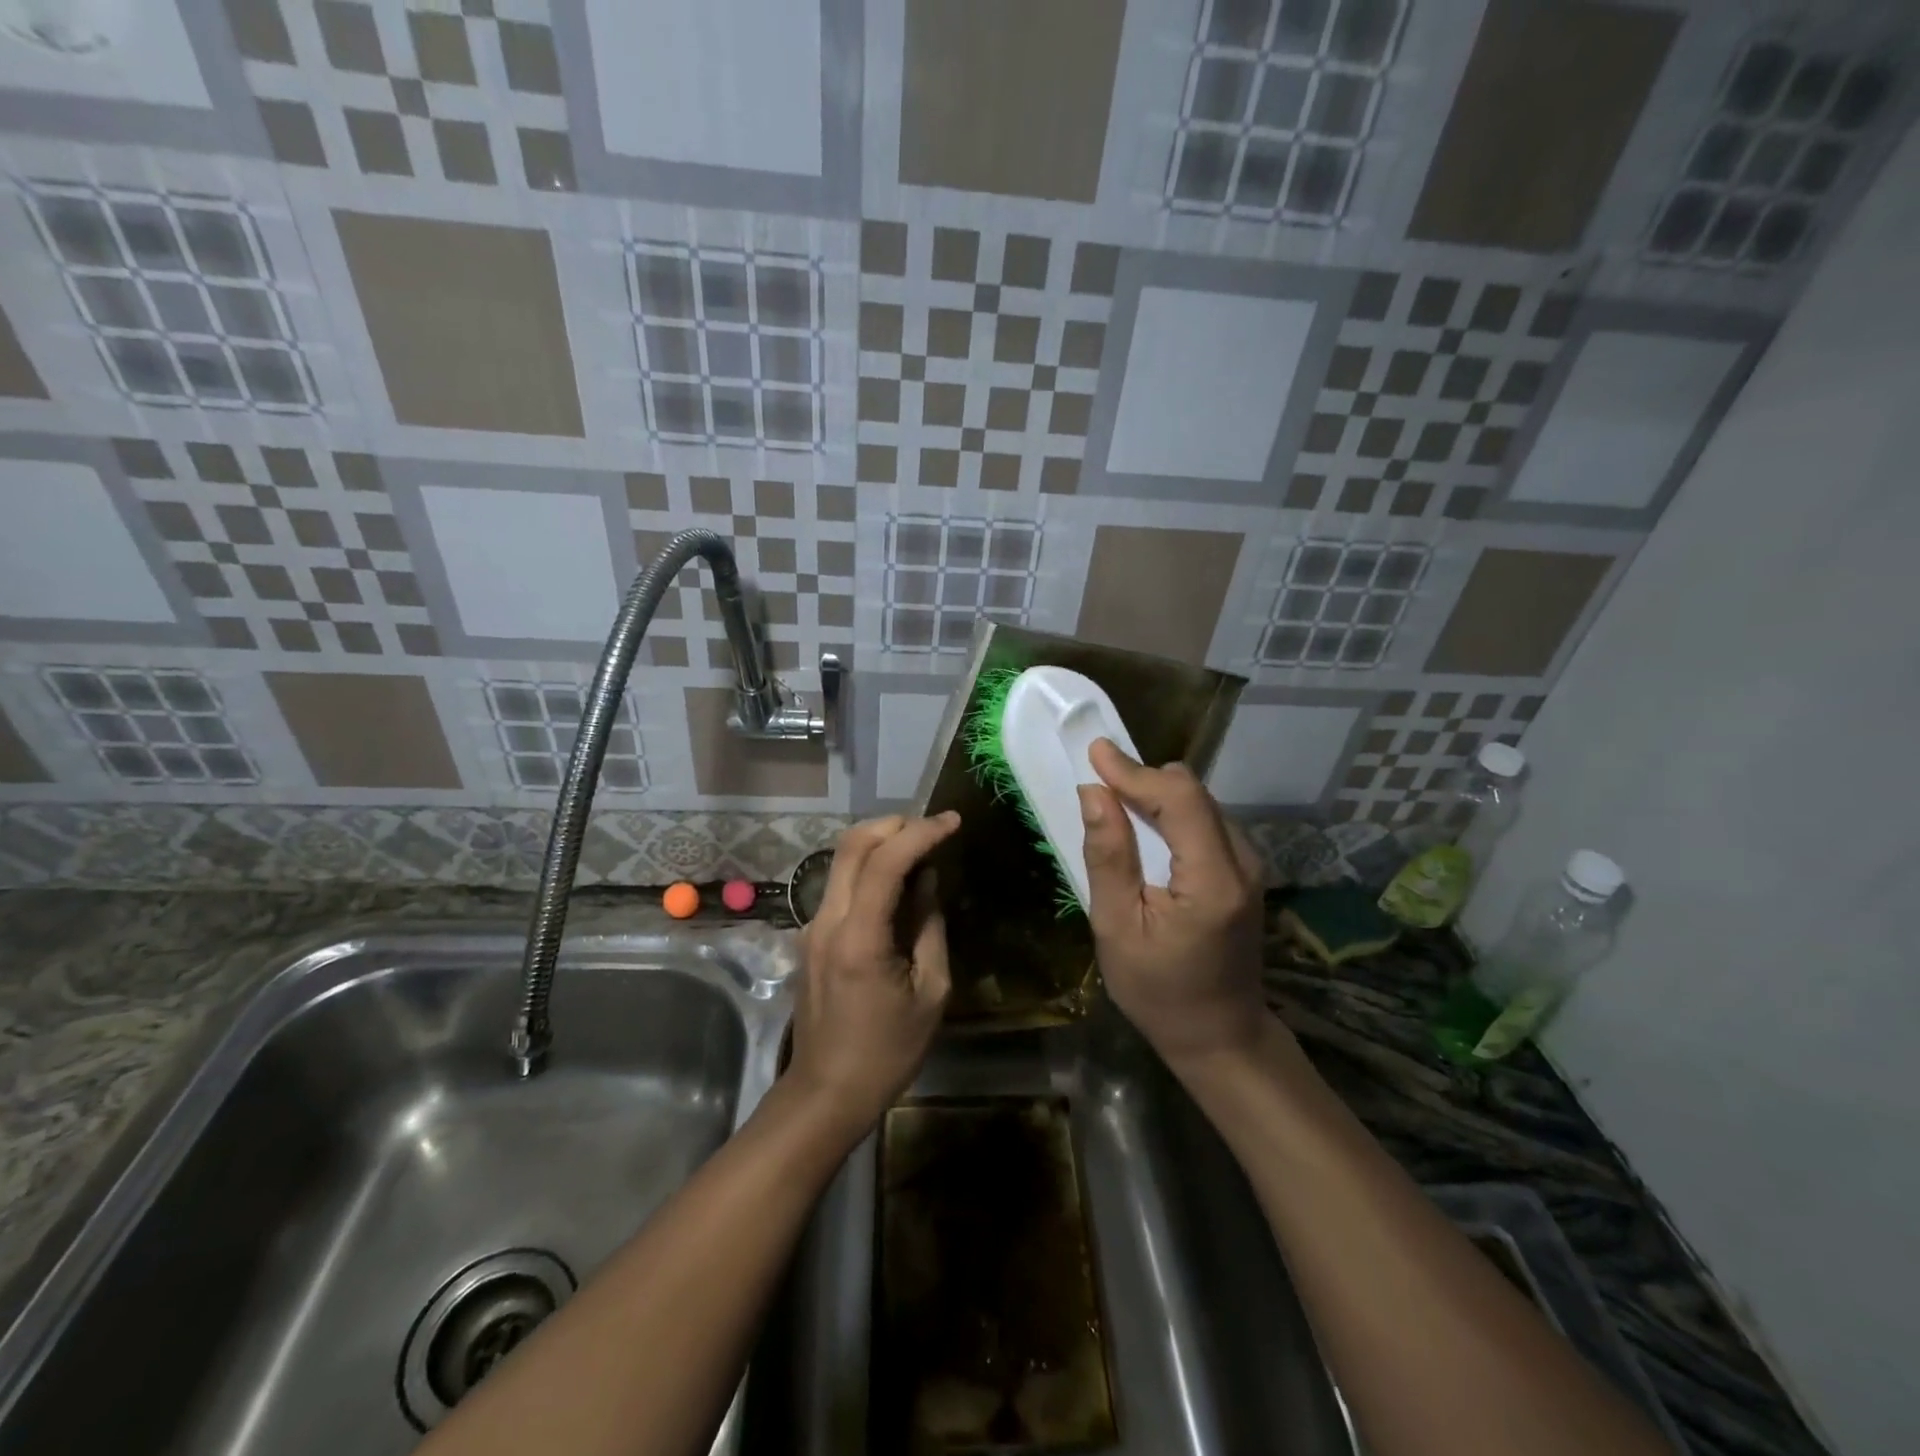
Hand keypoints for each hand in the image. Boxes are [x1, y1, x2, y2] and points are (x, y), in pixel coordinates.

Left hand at [788, 812, 959, 1131]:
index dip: (921, 832)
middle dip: (895, 824)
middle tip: (934, 828)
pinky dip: (870, 867)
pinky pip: (841, 884)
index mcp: (859, 938)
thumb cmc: (887, 1052)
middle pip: (852, 845)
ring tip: (921, 848)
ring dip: (881, 842)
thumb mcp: (930, 993)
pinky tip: (898, 882)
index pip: (885, 862)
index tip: (953, 821)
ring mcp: (813, 926)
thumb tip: (928, 880)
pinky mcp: (811, 936)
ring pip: (842, 859)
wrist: (825, 1092)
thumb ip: (930, 928)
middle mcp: (828, 921)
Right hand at [1077, 740, 1269, 1067]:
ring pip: (1202, 802)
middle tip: (1099, 780)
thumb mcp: (1117, 929)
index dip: (1134, 770)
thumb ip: (1108, 857)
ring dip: (1157, 795)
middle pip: (1194, 793)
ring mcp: (1251, 866)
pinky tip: (1146, 829)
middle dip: (1144, 779)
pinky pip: (1207, 821)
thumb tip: (1094, 793)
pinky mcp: (1246, 872)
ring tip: (1116, 802)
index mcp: (1212, 880)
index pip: (1179, 799)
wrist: (1220, 1036)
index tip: (1094, 752)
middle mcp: (1243, 862)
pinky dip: (1173, 813)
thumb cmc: (1158, 992)